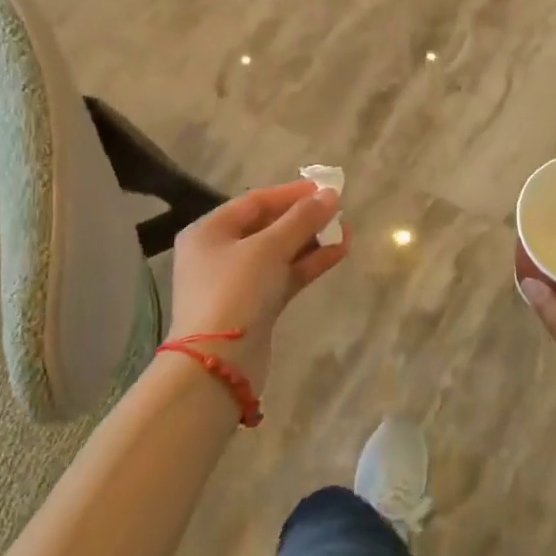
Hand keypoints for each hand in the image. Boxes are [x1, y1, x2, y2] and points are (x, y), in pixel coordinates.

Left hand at [167, 180, 347, 394]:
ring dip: (311, 241)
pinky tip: (338, 252)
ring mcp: (237, 283)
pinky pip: (284, 276)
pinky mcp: (255, 307)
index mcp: (209, 232)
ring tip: (346, 231)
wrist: (217, 366)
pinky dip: (308, 264)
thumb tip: (331, 194)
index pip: (254, 202)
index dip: (291, 193)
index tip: (325, 188)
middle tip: (338, 211)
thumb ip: (302, 219)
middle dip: (304, 218)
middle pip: (267, 226)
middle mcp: (219, 253)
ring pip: (279, 253)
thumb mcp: (268, 248)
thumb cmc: (235, 292)